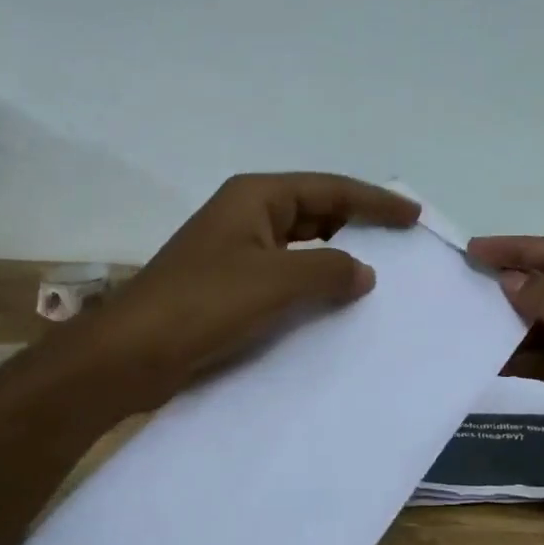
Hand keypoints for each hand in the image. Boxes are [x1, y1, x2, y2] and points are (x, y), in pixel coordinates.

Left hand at [82, 173, 420, 410]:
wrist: (130, 355)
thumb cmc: (204, 303)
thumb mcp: (276, 281)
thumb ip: (329, 270)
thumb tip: (364, 272)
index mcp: (256, 197)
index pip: (330, 189)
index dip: (375, 201)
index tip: (413, 216)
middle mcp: (247, 215)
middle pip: (316, 211)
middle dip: (358, 224)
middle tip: (401, 244)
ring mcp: (236, 251)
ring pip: (301, 245)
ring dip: (336, 257)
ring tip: (377, 274)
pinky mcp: (230, 286)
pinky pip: (285, 274)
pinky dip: (313, 283)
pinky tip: (334, 303)